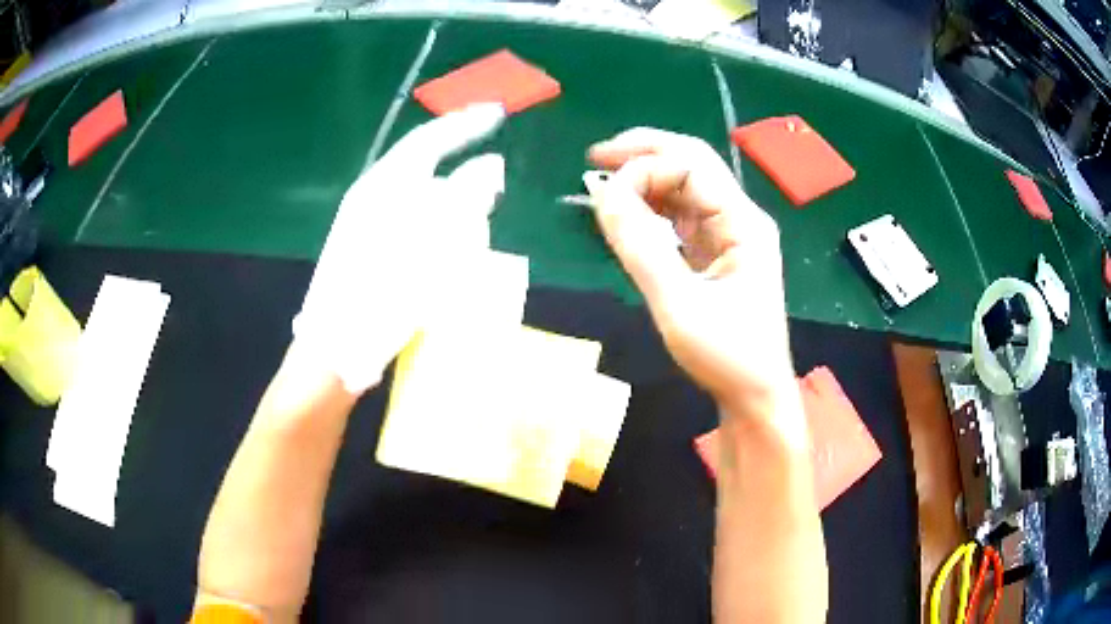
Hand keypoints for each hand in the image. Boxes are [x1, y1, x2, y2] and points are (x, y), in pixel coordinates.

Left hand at [293, 104, 505, 394]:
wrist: (334, 350)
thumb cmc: (382, 297)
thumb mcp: (430, 246)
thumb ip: (463, 200)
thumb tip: (491, 166)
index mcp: (384, 187)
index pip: (429, 140)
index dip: (465, 125)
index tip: (496, 114)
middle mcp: (372, 197)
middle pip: (424, 169)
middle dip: (461, 175)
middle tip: (494, 190)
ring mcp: (365, 224)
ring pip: (419, 201)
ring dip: (450, 208)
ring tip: (474, 229)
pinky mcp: (367, 250)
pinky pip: (411, 227)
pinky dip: (435, 232)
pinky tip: (446, 255)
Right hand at [588, 128, 796, 417]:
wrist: (755, 396)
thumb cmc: (727, 355)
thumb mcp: (679, 305)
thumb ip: (640, 247)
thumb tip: (602, 194)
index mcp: (744, 223)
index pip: (691, 166)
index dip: (644, 168)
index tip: (602, 192)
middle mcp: (739, 218)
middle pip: (691, 164)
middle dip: (644, 154)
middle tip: (595, 156)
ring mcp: (729, 235)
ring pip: (684, 188)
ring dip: (645, 180)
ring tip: (604, 181)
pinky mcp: (716, 253)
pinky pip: (681, 217)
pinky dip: (652, 209)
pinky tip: (628, 212)